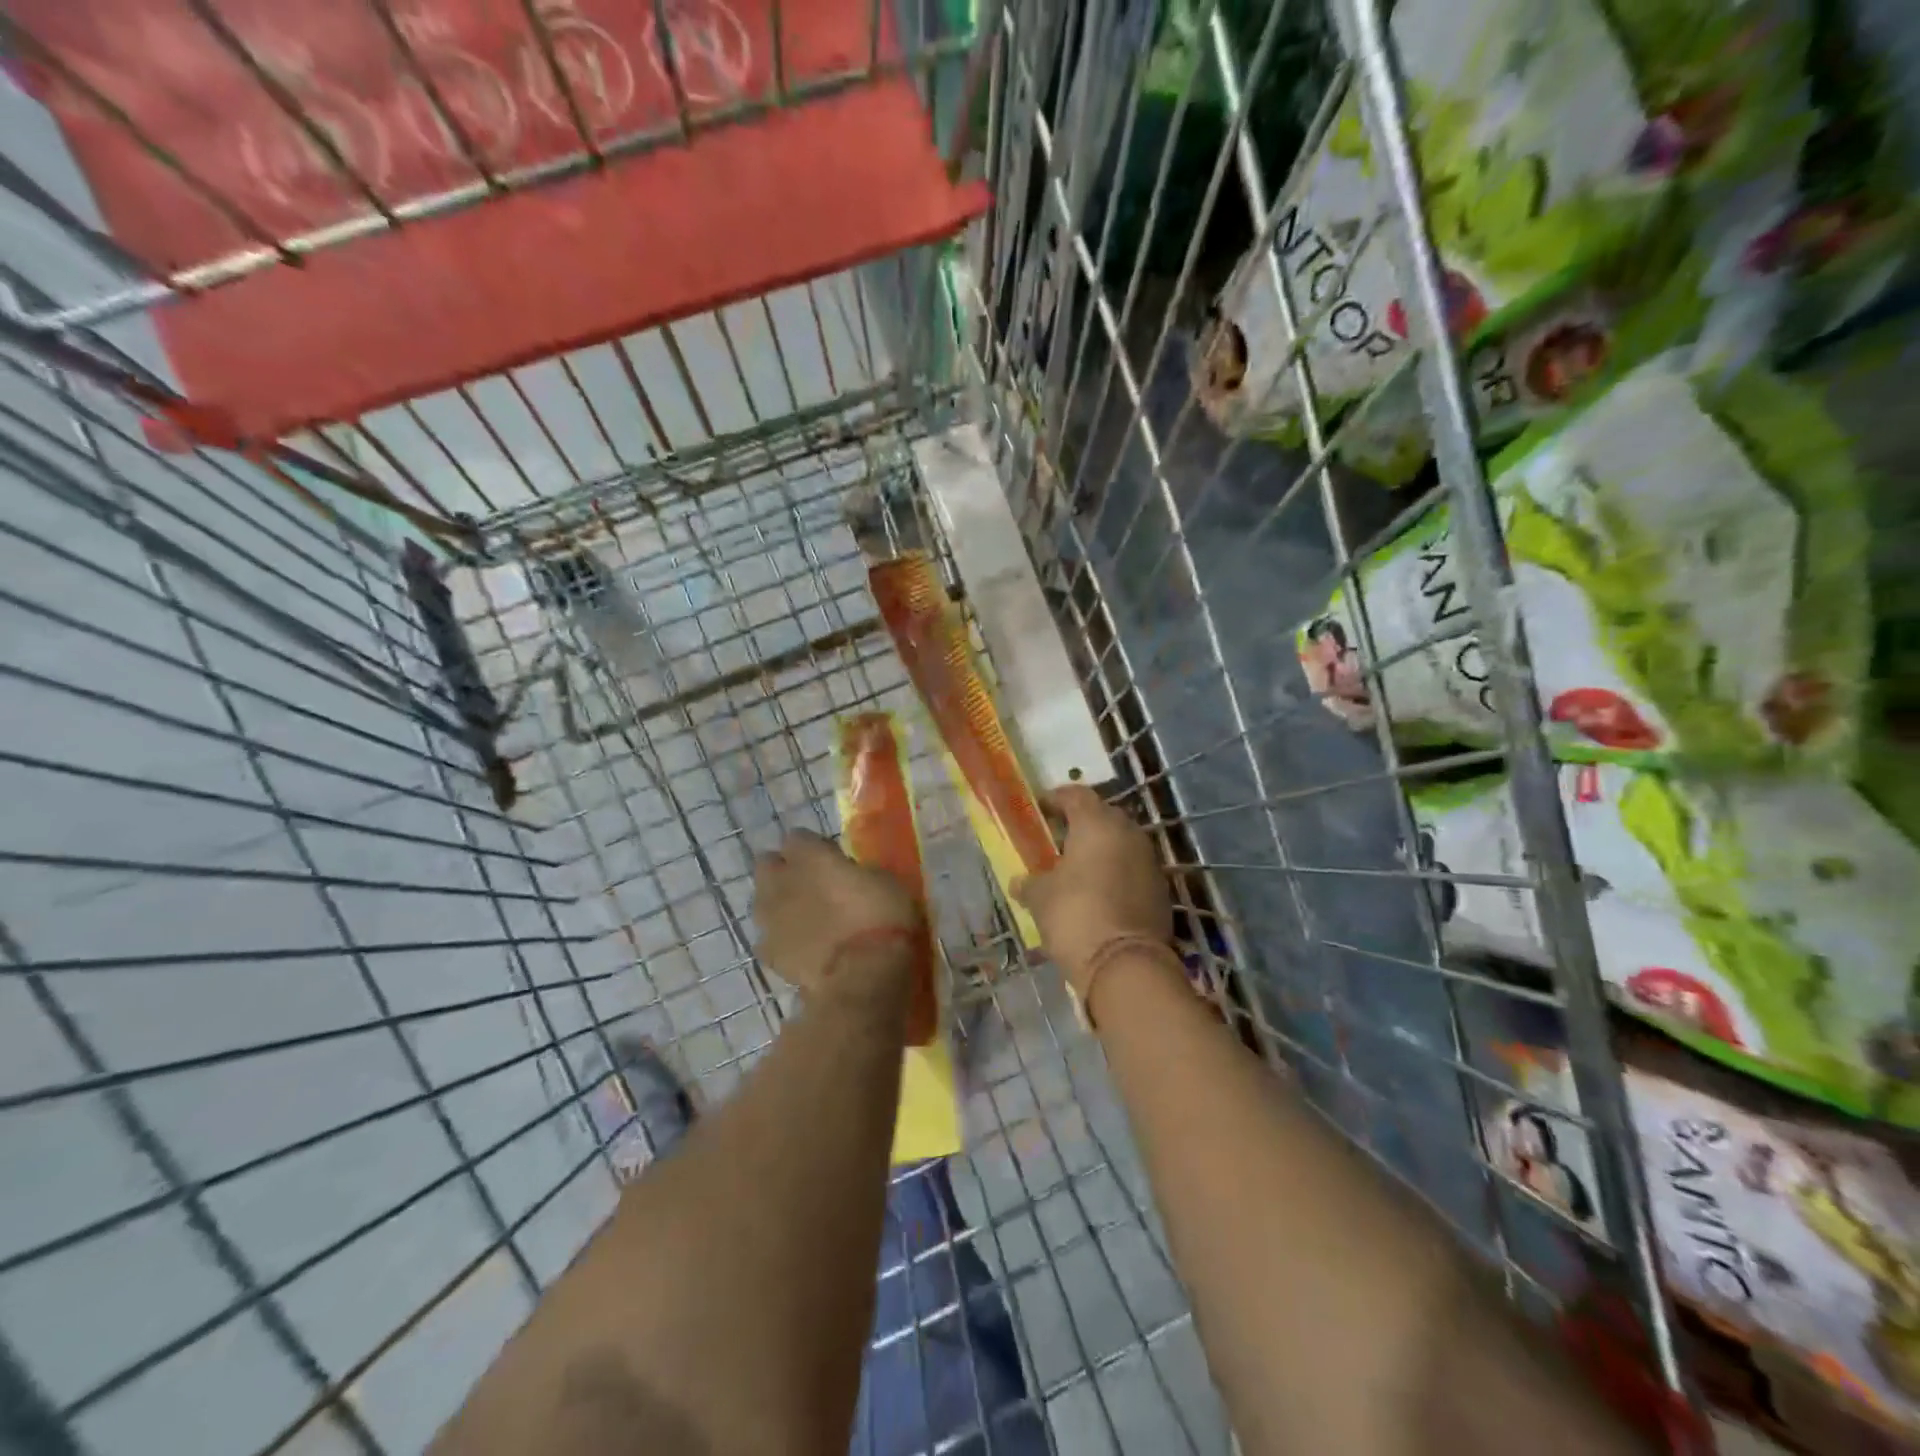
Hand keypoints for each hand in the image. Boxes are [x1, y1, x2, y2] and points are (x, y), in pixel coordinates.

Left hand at [753, 829, 921, 1004]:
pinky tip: (800, 947)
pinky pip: (768, 938)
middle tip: (810, 884)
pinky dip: (781, 939)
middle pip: (767, 864)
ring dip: (779, 903)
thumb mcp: (883, 880)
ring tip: (804, 916)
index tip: (830, 858)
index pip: (797, 837)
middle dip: (783, 870)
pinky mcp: (767, 952)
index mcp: (809, 856)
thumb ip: (855, 872)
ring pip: (762, 900)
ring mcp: (769, 918)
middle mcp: (780, 880)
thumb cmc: (880, 918)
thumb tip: (848, 875)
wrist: (860, 975)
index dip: (812, 847)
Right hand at [1013, 786, 1171, 996]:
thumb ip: (1029, 882)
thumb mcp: (1040, 897)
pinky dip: (1115, 873)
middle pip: (1101, 816)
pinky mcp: (1160, 888)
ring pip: (1120, 843)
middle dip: (1079, 824)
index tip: (1038, 810)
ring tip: (1075, 869)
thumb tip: (1020, 882)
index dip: (1054, 799)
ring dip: (1099, 850)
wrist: (1125, 964)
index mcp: (1096, 823)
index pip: (1075, 795)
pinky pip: (1132, 869)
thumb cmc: (1075, 915)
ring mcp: (1149, 860)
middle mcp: (1128, 833)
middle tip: (1055, 841)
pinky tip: (1097, 893)